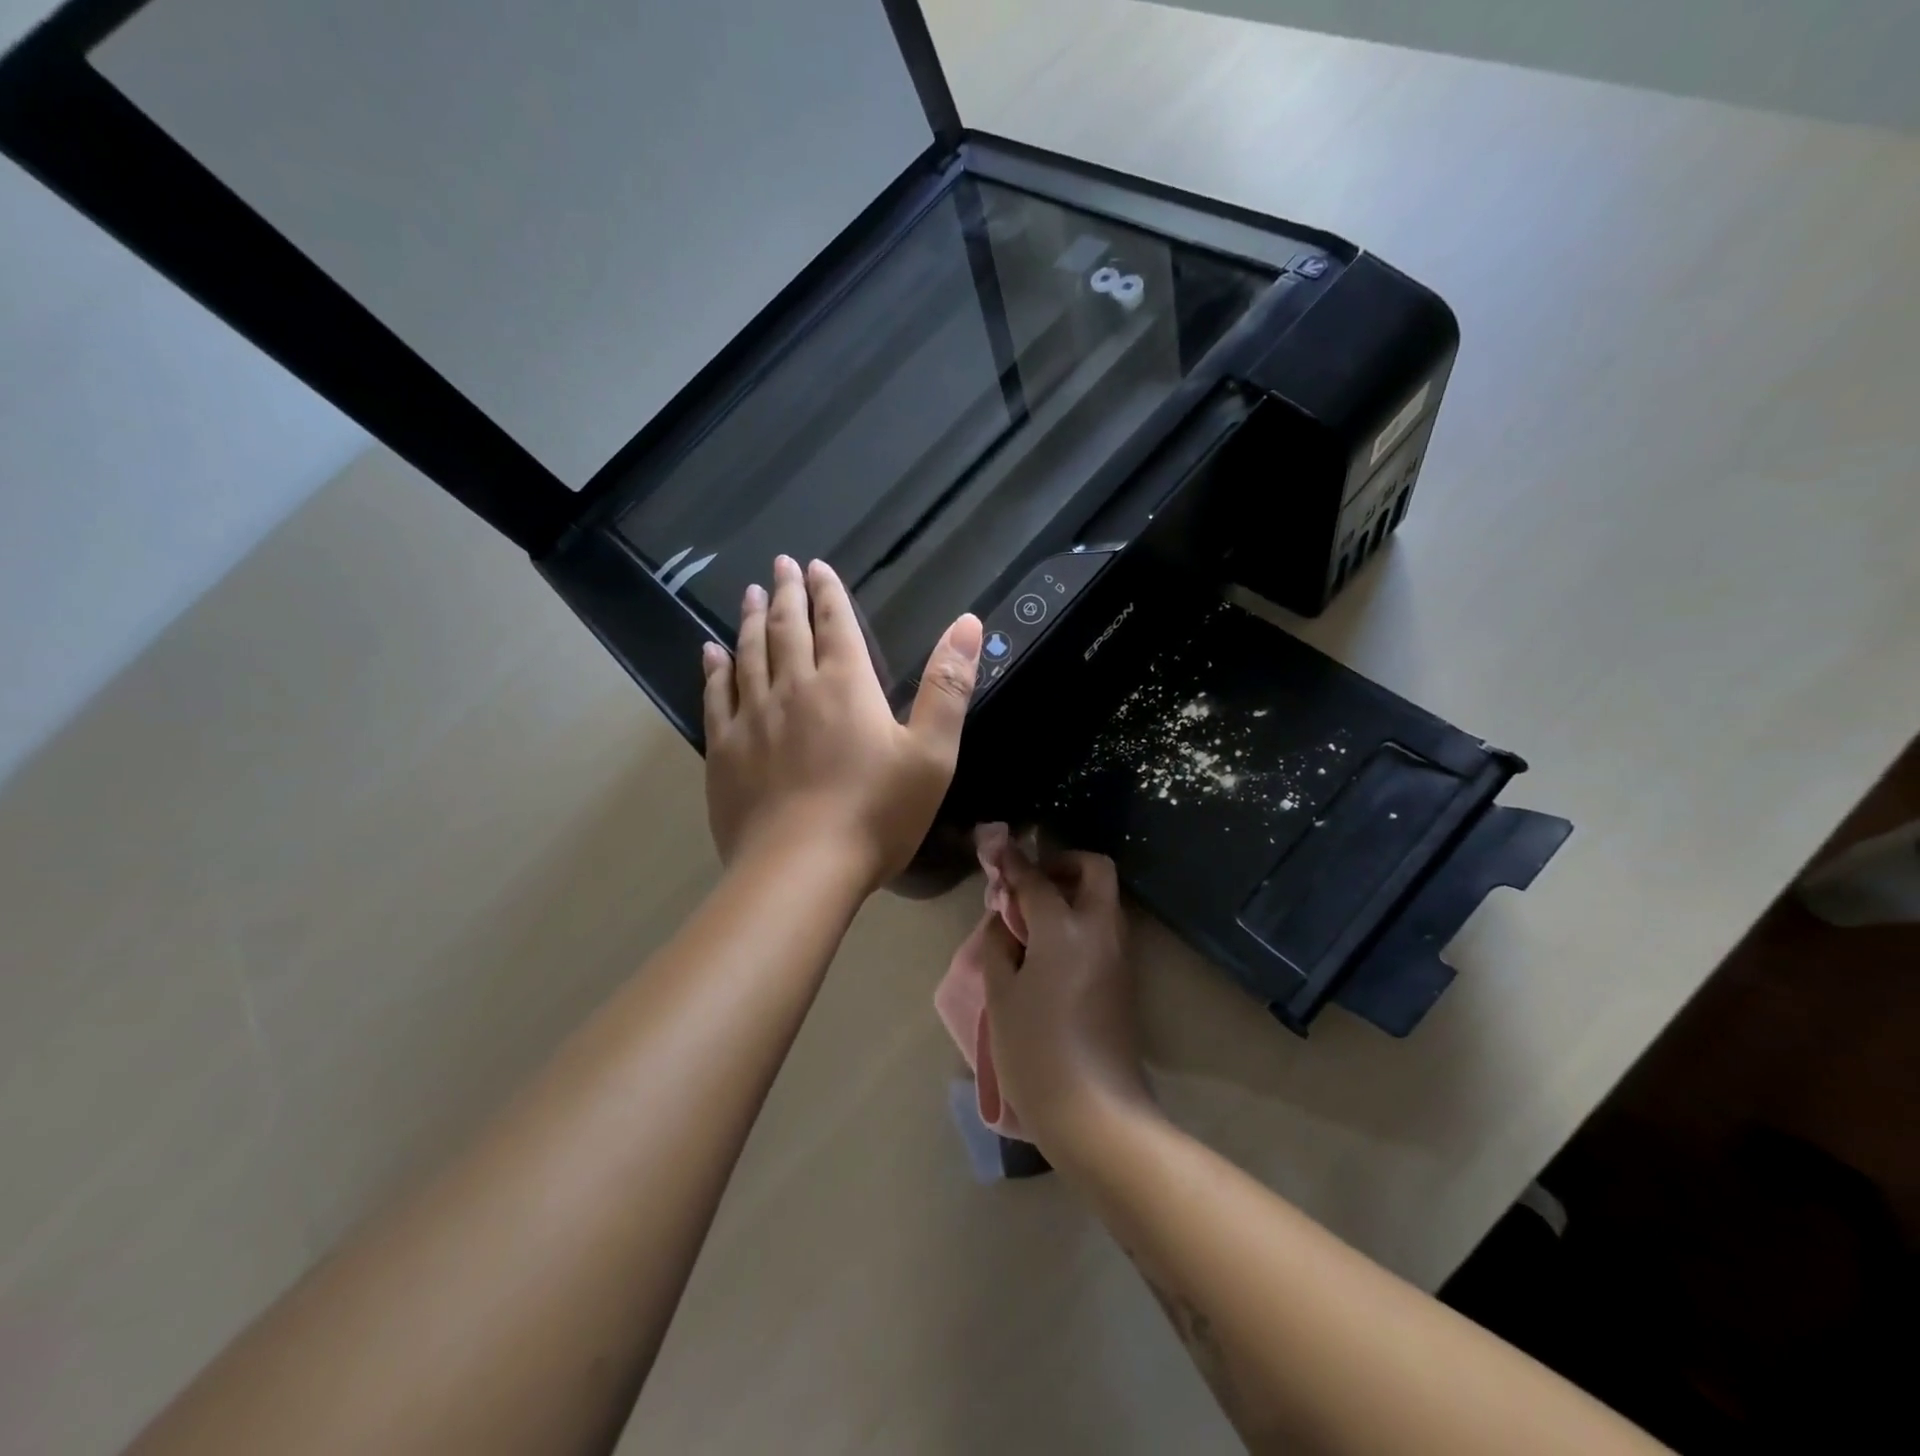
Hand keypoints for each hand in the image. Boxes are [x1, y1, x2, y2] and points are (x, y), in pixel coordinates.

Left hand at [702, 555, 982, 888]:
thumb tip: (967, 622)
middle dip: (787, 594)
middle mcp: (794, 689)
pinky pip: (716, 696)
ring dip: (750, 621)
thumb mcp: (932, 753)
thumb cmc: (876, 813)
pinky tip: (710, 653)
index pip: (834, 624)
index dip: (827, 592)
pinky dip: (714, 669)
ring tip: (750, 595)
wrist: (801, 870)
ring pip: (749, 655)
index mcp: (845, 686)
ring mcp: (753, 718)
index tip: (815, 566)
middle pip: (787, 630)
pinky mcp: (725, 750)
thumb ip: (948, 686)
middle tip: (779, 566)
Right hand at [979, 845, 1154, 1151]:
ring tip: (1033, 918)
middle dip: (1063, 864)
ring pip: (1103, 899)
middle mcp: (1100, 930)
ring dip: (1073, 892)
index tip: (998, 849)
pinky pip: (1104, 929)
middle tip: (1031, 883)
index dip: (1014, 862)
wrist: (1096, 1112)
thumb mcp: (1001, 995)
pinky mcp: (1124, 980)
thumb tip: (1005, 919)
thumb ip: (999, 945)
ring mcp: (1119, 955)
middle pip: (1094, 870)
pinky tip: (1050, 948)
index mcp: (1065, 928)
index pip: (1037, 879)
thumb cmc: (1036, 1050)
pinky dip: (1080, 920)